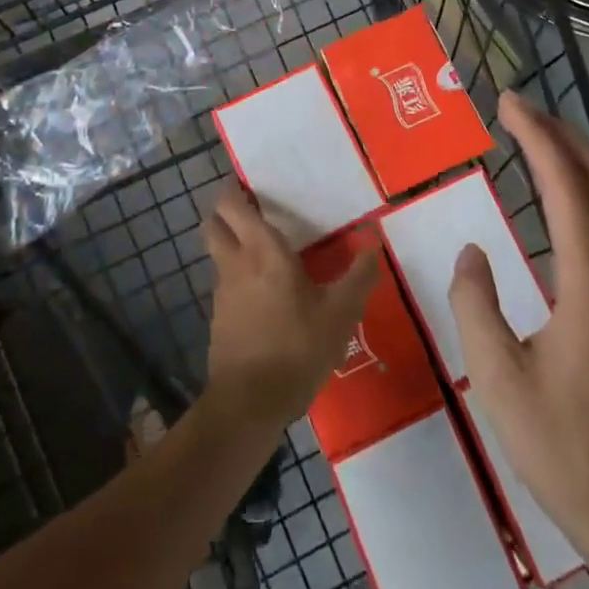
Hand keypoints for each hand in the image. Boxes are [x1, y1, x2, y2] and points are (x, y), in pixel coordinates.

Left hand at [203, 183, 378, 430]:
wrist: (249, 404)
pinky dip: (237, 277)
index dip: (235, 189)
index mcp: (263, 251)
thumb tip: (374, 241)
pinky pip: (225, 283)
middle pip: (214, 222)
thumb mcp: (340, 313)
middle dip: (226, 211)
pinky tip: (262, 294)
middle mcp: (236, 263)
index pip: (232, 204)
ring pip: (218, 253)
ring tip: (264, 250)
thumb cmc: (297, 348)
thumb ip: (359, 276)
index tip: (252, 184)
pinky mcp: (218, 319)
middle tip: (255, 210)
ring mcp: (222, 292)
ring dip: (232, 244)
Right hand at [449, 92, 588, 559]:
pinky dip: (586, 190)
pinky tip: (561, 200)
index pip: (565, 186)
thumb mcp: (499, 378)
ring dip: (577, 158)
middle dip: (559, 134)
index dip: (536, 137)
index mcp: (588, 281)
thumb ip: (477, 305)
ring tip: (537, 137)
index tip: (507, 103)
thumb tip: (472, 252)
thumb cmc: (564, 445)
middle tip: (518, 108)